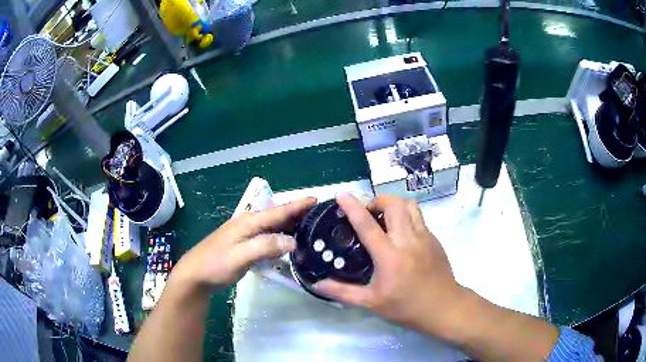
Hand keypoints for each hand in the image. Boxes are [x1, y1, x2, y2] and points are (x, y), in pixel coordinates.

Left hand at [172, 197, 316, 289]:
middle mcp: (248, 224)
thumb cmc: (216, 265)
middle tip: (319, 217)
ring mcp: (245, 234)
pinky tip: (287, 244)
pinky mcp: (244, 245)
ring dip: (289, 226)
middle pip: (276, 216)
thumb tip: (293, 241)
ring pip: (272, 226)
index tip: (316, 199)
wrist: (195, 275)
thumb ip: (265, 246)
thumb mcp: (240, 256)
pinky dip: (280, 237)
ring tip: (309, 229)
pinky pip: (267, 237)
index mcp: (248, 222)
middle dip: (297, 214)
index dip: (297, 205)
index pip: (278, 211)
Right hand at [314, 194, 463, 336]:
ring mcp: (425, 237)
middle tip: (368, 213)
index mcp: (390, 256)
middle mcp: (408, 240)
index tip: (342, 195)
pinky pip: (419, 217)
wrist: (443, 306)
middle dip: (377, 200)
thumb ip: (342, 292)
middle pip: (394, 204)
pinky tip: (401, 233)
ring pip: (410, 205)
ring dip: (394, 205)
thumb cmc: (406, 306)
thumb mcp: (371, 302)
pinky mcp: (434, 239)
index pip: (368, 225)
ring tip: (385, 218)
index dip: (353, 207)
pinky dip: (407, 216)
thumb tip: (317, 285)